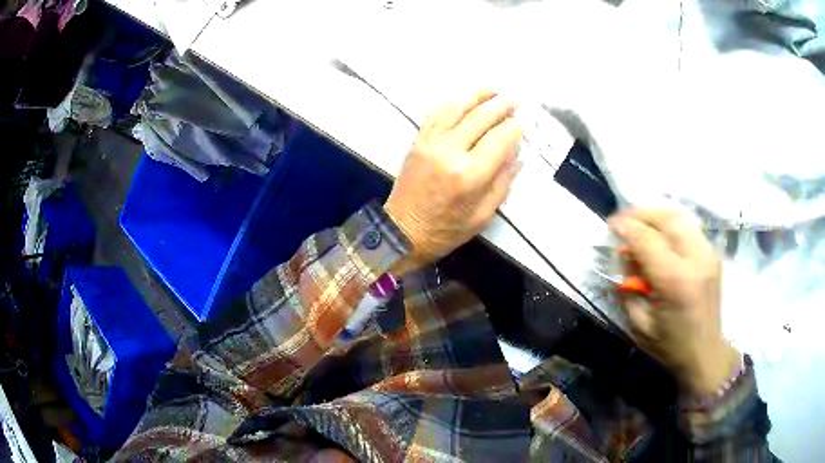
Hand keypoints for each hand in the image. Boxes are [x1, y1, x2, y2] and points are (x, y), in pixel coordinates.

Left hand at [385, 90, 522, 275]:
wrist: (401, 231)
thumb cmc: (446, 230)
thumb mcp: (483, 215)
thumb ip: (503, 183)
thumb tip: (517, 155)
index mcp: (471, 174)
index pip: (501, 138)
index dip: (516, 127)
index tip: (524, 123)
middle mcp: (451, 151)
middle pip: (481, 117)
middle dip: (502, 105)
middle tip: (516, 100)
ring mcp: (431, 142)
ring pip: (457, 107)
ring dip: (478, 94)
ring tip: (494, 90)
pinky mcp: (418, 140)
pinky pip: (437, 112)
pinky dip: (453, 101)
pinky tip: (465, 97)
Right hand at [608, 210, 740, 395]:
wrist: (705, 353)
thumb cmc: (670, 345)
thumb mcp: (640, 323)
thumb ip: (630, 287)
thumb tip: (625, 254)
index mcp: (675, 281)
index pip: (647, 240)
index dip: (627, 227)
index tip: (611, 225)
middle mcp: (695, 259)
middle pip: (667, 218)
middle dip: (642, 214)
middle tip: (624, 220)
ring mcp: (708, 254)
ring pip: (680, 217)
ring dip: (657, 216)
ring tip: (641, 223)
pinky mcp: (713, 254)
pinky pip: (690, 227)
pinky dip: (672, 224)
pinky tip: (662, 234)